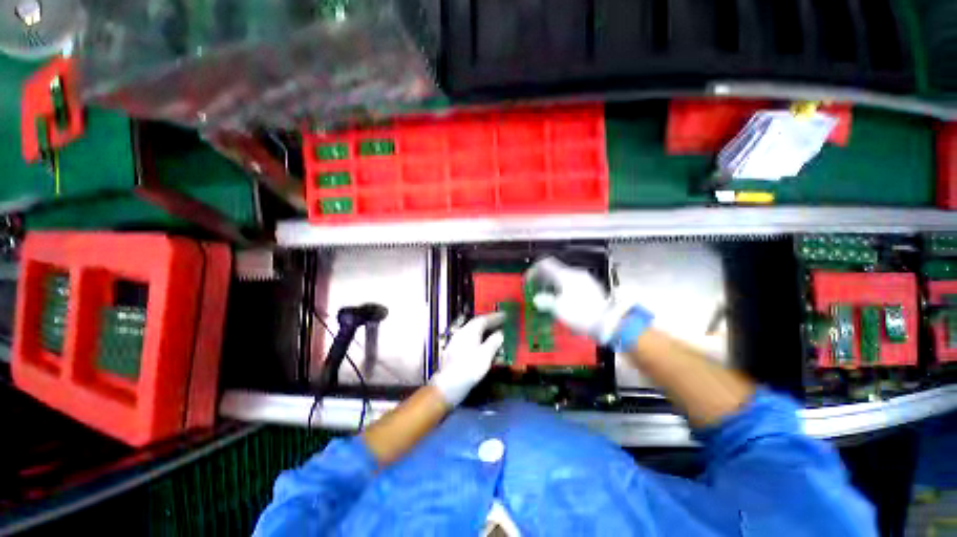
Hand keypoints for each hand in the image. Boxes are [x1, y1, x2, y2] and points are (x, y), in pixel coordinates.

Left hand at [429, 313, 504, 406]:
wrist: (448, 385)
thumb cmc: (469, 368)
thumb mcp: (485, 355)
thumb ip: (494, 341)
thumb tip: (501, 333)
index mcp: (470, 331)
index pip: (483, 319)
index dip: (495, 317)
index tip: (505, 315)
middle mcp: (462, 333)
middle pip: (477, 324)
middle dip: (490, 323)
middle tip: (501, 323)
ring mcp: (457, 342)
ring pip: (473, 332)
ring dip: (484, 331)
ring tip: (495, 333)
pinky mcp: (455, 351)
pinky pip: (470, 340)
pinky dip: (479, 339)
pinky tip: (483, 346)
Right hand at [526, 257, 652, 350]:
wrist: (608, 322)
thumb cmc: (581, 314)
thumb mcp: (558, 309)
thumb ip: (545, 301)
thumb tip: (538, 300)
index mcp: (565, 275)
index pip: (545, 264)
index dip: (533, 270)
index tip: (528, 280)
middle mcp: (575, 273)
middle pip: (554, 270)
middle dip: (542, 279)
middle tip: (536, 289)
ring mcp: (585, 279)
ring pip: (563, 277)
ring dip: (552, 284)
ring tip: (548, 297)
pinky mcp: (592, 287)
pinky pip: (572, 283)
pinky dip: (563, 288)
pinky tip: (563, 300)